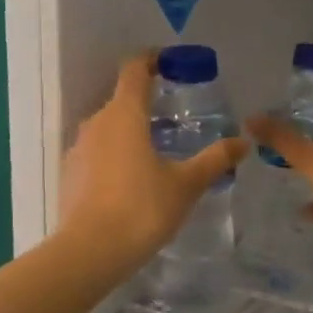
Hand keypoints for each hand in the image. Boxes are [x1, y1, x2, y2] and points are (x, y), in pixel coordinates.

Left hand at [60, 53, 247, 273]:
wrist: (90, 252)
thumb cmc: (142, 208)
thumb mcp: (186, 184)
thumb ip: (214, 160)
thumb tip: (243, 143)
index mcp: (125, 113)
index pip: (135, 69)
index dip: (152, 60)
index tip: (169, 64)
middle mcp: (97, 122)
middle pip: (122, 100)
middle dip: (147, 104)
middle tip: (175, 120)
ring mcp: (78, 148)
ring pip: (108, 128)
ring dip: (130, 132)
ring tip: (156, 153)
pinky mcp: (70, 174)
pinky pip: (96, 154)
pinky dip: (115, 157)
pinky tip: (132, 182)